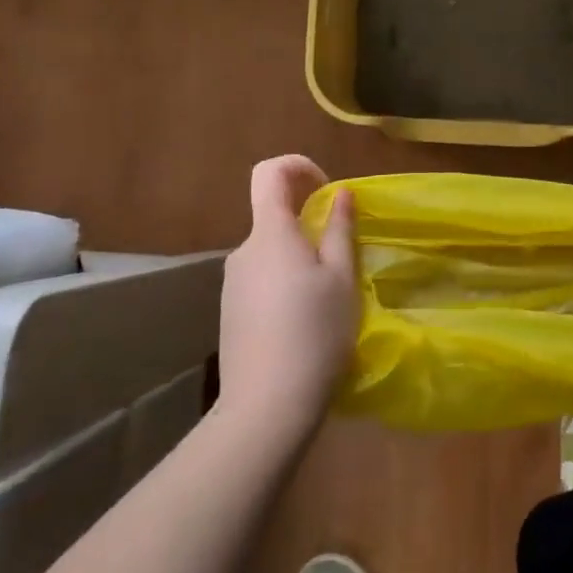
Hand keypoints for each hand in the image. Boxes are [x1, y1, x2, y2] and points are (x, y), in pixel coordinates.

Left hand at [216, 156, 358, 435]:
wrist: (266, 406)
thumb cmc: (314, 332)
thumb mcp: (341, 278)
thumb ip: (339, 229)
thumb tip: (340, 193)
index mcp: (270, 233)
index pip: (269, 172)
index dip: (299, 166)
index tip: (327, 190)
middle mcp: (243, 251)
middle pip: (275, 219)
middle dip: (310, 228)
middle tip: (342, 265)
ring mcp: (231, 284)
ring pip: (271, 254)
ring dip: (299, 262)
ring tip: (327, 303)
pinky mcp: (230, 312)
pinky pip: (261, 281)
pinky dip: (284, 287)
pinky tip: (303, 327)